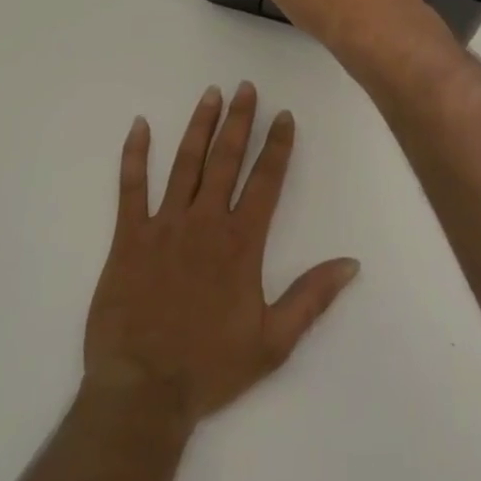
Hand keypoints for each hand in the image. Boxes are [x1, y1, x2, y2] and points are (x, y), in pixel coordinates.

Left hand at [82, 83, 359, 431]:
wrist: (143, 394)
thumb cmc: (210, 367)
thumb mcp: (273, 342)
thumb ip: (312, 297)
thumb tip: (351, 262)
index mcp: (241, 242)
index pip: (266, 180)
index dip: (277, 145)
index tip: (284, 115)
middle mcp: (206, 222)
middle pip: (226, 159)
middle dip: (239, 120)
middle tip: (245, 87)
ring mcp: (165, 225)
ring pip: (185, 163)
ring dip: (199, 126)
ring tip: (210, 93)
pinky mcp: (129, 237)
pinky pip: (131, 187)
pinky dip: (134, 155)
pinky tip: (139, 126)